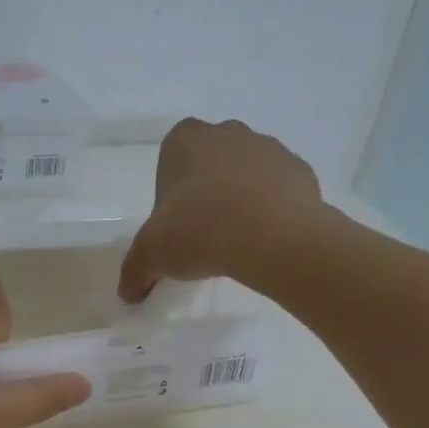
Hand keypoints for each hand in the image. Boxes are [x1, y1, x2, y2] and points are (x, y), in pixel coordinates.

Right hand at [119, 119, 322, 301]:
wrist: (275, 239)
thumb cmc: (201, 231)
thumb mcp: (153, 256)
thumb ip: (135, 271)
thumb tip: (128, 294)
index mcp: (185, 140)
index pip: (171, 157)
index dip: (171, 190)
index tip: (175, 222)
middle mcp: (226, 133)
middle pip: (210, 160)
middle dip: (207, 188)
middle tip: (204, 230)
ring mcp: (268, 147)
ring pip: (247, 171)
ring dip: (241, 196)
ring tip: (237, 238)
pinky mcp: (300, 170)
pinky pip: (279, 188)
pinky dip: (272, 207)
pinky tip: (266, 238)